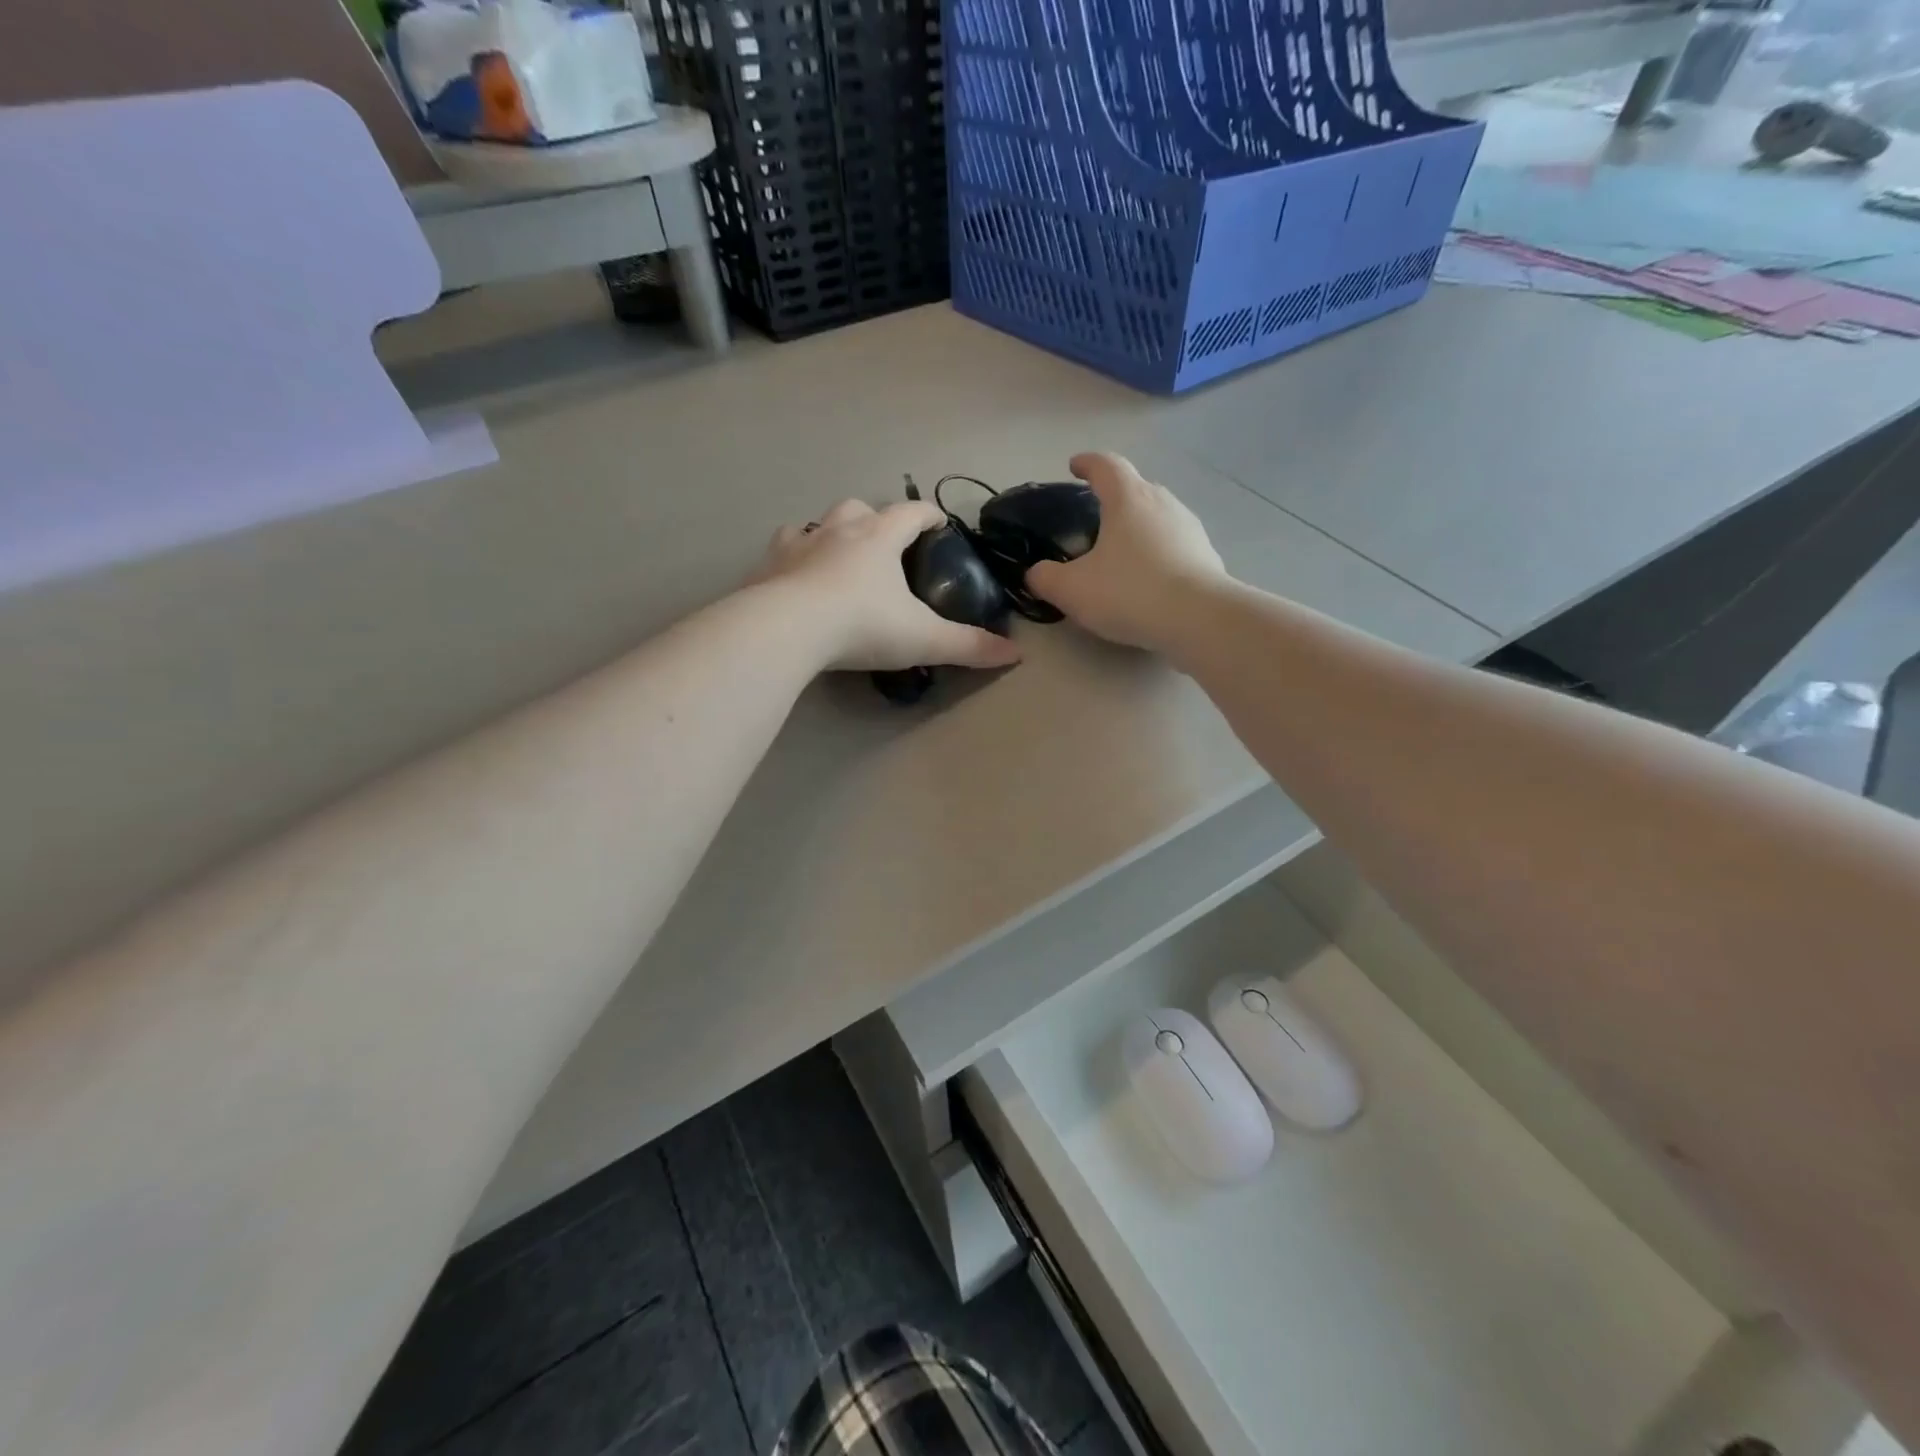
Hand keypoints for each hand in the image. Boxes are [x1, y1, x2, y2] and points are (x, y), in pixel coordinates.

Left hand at [753, 499, 1023, 672]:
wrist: (787, 630)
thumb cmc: (862, 625)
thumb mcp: (924, 639)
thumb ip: (969, 646)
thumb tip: (1015, 654)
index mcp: (879, 537)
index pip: (912, 512)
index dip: (929, 516)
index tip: (939, 524)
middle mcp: (838, 529)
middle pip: (859, 508)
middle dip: (874, 520)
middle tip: (883, 546)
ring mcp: (798, 544)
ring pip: (815, 524)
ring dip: (828, 533)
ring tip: (835, 557)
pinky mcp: (766, 566)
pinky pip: (781, 552)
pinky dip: (791, 559)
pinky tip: (793, 578)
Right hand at [1026, 453, 1226, 652]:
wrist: (1199, 619)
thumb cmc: (1129, 592)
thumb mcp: (1072, 590)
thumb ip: (1045, 578)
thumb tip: (1036, 574)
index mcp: (1128, 499)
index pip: (1105, 465)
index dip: (1087, 463)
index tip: (1074, 466)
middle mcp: (1162, 503)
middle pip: (1136, 488)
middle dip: (1115, 496)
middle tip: (1097, 516)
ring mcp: (1189, 528)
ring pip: (1158, 516)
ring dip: (1139, 526)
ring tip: (1122, 550)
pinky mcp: (1206, 555)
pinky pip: (1175, 545)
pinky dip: (1158, 553)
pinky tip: (1149, 578)